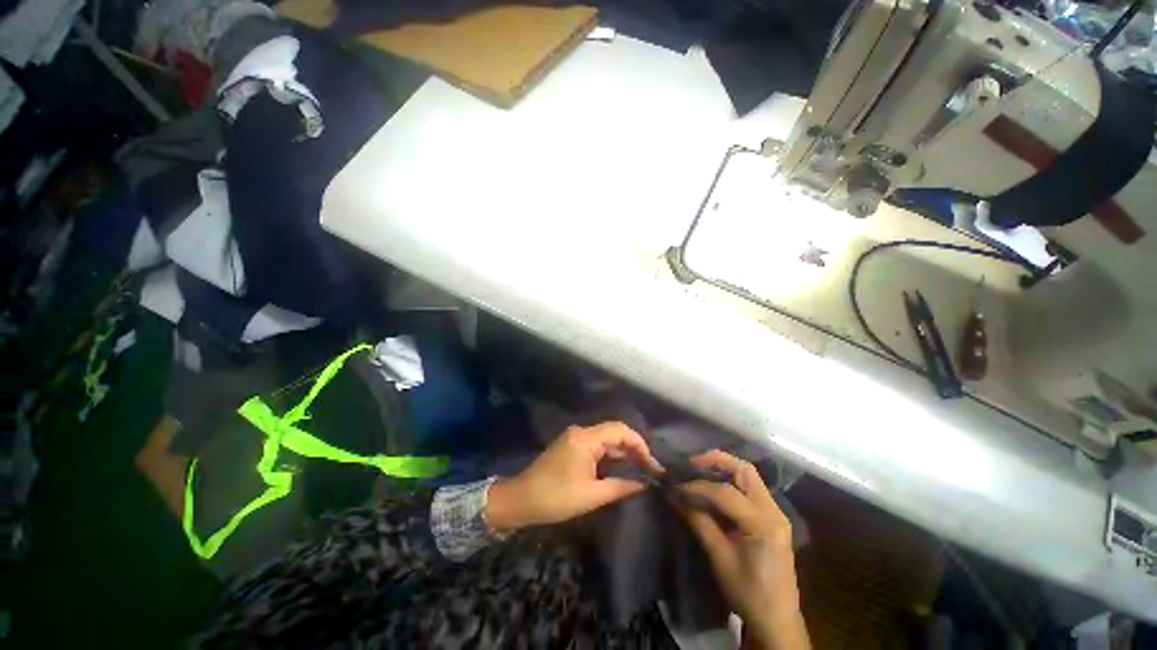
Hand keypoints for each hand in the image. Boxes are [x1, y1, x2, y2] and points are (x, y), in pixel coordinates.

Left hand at [486, 422, 661, 531]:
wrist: (521, 500)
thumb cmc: (556, 498)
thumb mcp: (591, 495)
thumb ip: (621, 487)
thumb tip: (645, 484)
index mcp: (586, 438)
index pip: (620, 430)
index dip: (639, 443)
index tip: (652, 464)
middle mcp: (581, 432)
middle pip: (613, 432)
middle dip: (633, 448)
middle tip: (650, 469)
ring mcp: (575, 438)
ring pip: (605, 439)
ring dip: (622, 453)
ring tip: (640, 469)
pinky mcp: (571, 446)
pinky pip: (596, 446)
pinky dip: (610, 456)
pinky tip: (620, 469)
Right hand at [675, 450, 809, 649]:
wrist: (777, 620)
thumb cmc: (747, 592)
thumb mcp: (719, 557)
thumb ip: (698, 520)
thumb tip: (673, 495)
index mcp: (763, 523)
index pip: (725, 492)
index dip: (697, 486)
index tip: (675, 484)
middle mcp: (774, 511)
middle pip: (744, 470)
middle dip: (716, 461)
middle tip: (691, 464)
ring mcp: (776, 513)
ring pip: (748, 475)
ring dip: (723, 468)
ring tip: (699, 471)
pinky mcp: (773, 517)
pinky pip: (750, 488)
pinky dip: (730, 481)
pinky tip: (713, 487)